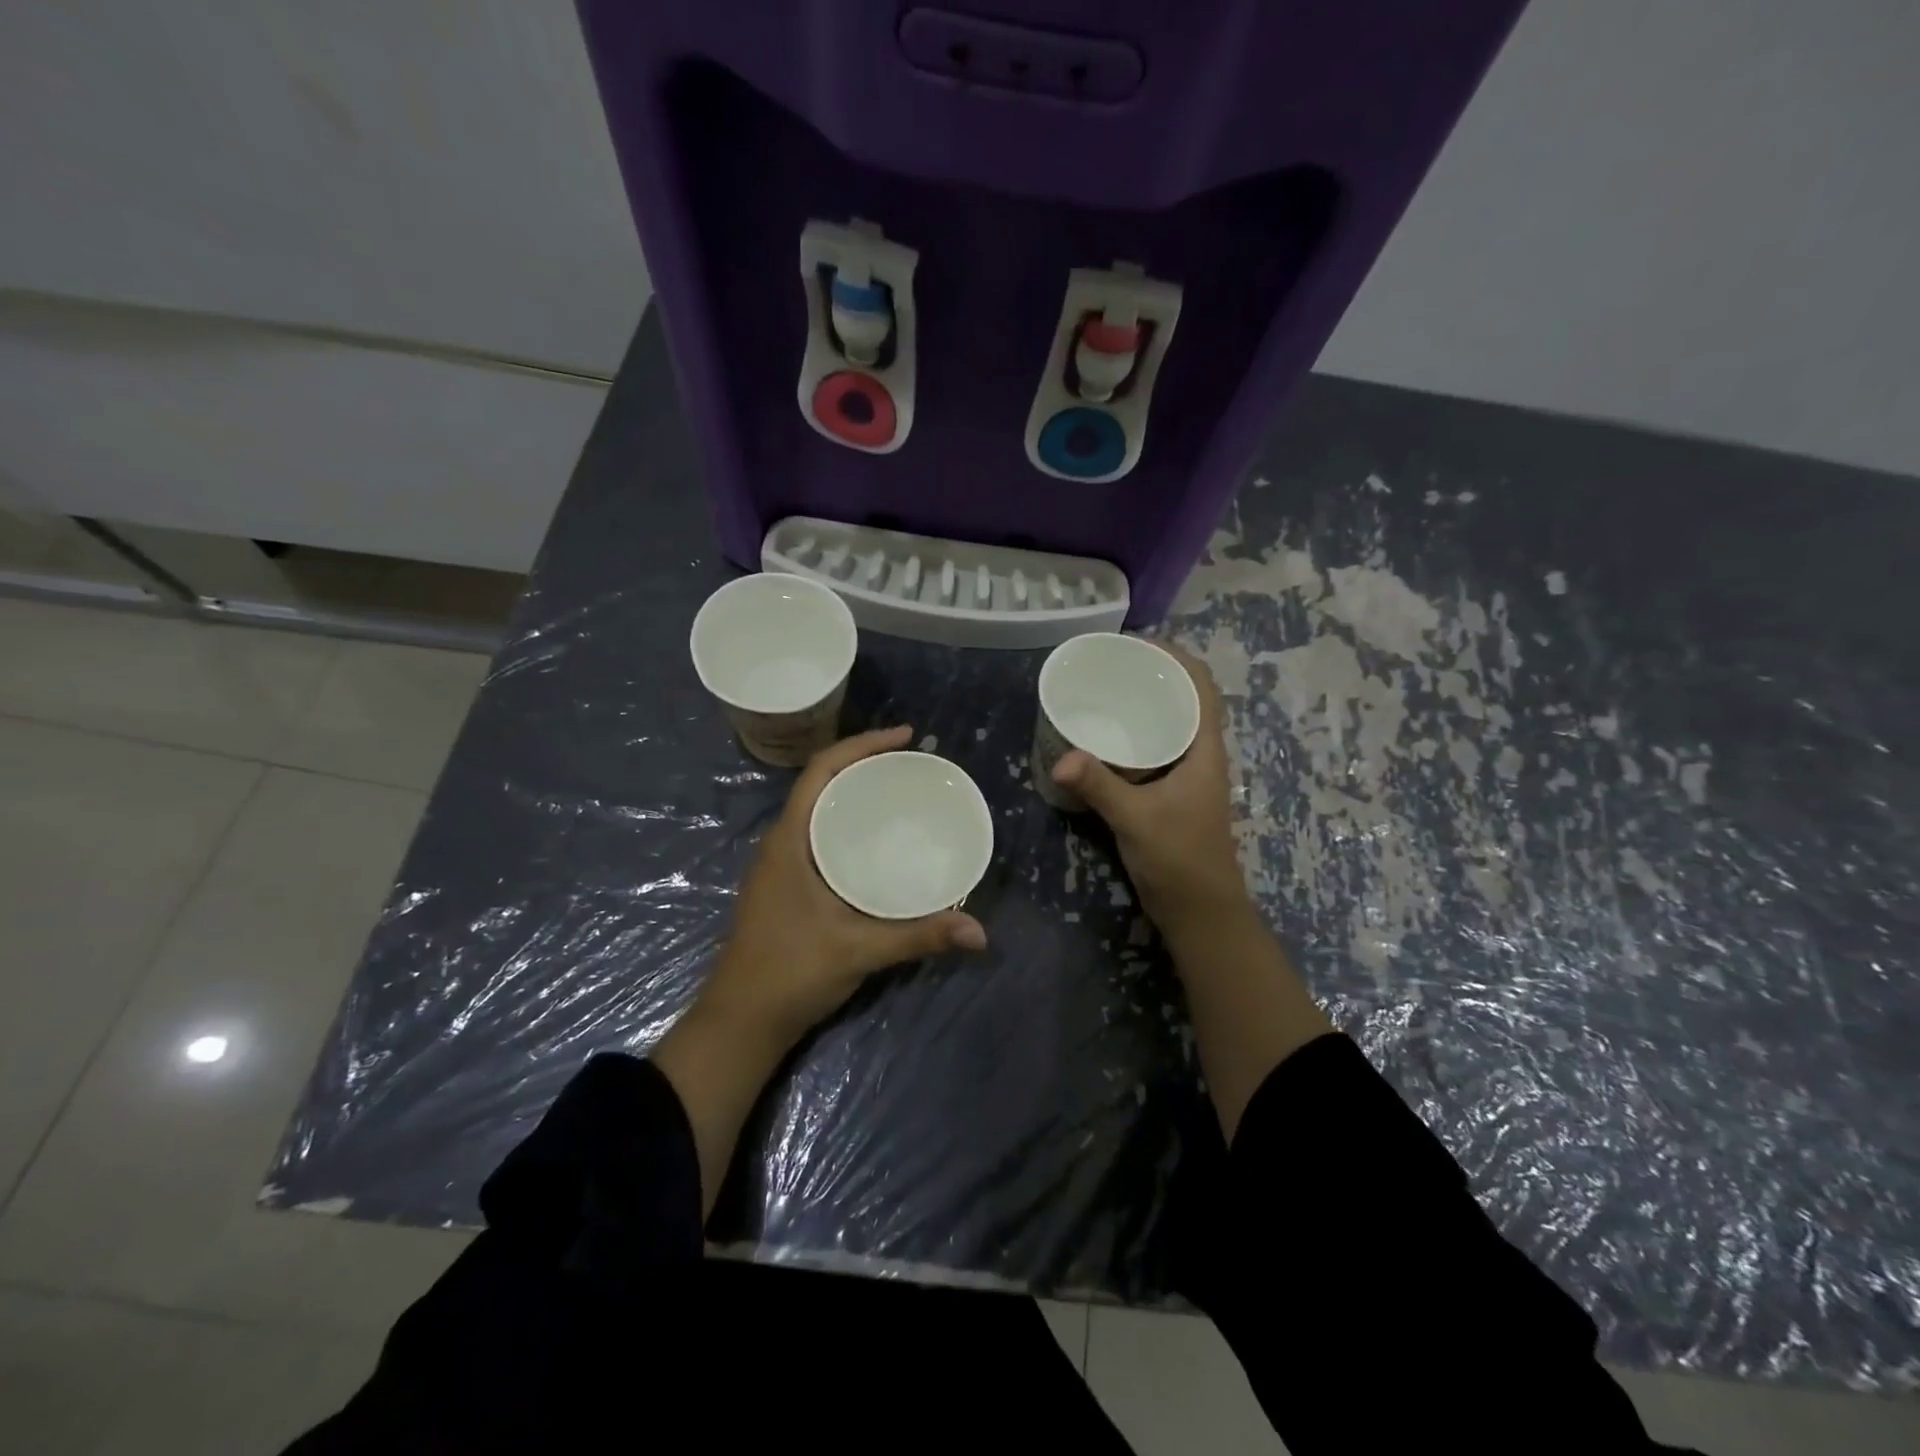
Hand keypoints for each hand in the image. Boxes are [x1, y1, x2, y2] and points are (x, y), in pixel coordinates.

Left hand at [699, 725, 988, 1050]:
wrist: (740, 1023)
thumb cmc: (789, 974)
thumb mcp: (858, 950)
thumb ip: (919, 936)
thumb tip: (980, 932)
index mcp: (789, 840)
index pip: (822, 770)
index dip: (862, 744)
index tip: (906, 737)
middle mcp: (782, 843)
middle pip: (823, 784)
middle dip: (865, 764)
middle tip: (913, 765)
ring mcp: (781, 866)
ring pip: (821, 810)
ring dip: (855, 794)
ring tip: (901, 794)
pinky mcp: (788, 887)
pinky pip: (821, 836)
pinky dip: (850, 825)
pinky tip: (879, 844)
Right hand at [1052, 645, 1251, 940]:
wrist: (1199, 912)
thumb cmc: (1180, 859)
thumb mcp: (1137, 818)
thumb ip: (1100, 786)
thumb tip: (1061, 756)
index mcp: (1204, 750)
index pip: (1201, 686)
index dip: (1176, 657)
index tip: (1137, 644)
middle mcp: (1199, 755)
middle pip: (1183, 699)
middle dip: (1152, 676)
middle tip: (1108, 665)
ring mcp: (1185, 776)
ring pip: (1168, 725)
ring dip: (1143, 706)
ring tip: (1102, 692)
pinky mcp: (1169, 795)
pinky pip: (1152, 751)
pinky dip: (1132, 737)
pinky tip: (1101, 741)